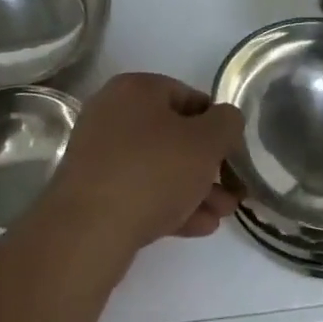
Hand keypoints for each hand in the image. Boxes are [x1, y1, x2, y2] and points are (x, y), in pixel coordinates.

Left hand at [48, 72, 243, 252]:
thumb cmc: (153, 172)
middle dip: (208, 164)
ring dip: (194, 188)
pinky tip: (199, 226)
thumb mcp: (207, 141)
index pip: (190, 97)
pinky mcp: (92, 192)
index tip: (234, 154)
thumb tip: (226, 120)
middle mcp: (112, 113)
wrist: (87, 233)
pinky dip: (169, 204)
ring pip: (159, 167)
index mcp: (136, 88)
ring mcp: (99, 154)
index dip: (218, 126)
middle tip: (232, 190)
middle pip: (174, 135)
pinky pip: (140, 190)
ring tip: (222, 214)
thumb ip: (227, 122)